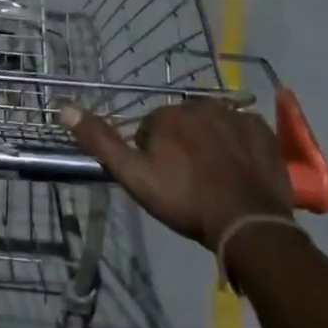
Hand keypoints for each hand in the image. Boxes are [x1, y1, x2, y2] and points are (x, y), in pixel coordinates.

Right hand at [60, 99, 296, 249]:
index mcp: (166, 115)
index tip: (162, 180)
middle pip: (182, 123)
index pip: (150, 128)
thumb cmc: (185, 200)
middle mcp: (200, 104)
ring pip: (212, 124)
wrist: (246, 222)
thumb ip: (100, 141)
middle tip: (187, 180)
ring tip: (214, 177)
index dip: (152, 155)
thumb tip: (65, 107)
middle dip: (181, 144)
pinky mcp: (262, 130)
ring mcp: (235, 115)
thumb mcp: (133, 176)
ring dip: (209, 142)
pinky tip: (238, 169)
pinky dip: (238, 144)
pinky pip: (243, 130)